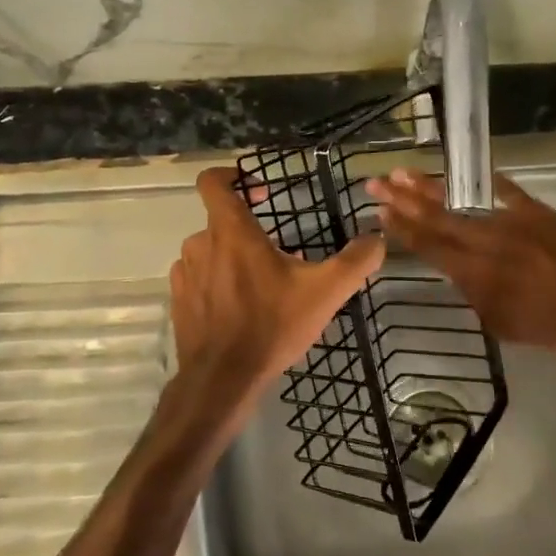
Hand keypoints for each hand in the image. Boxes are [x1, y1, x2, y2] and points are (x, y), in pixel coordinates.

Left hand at [165, 167, 384, 443]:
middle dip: (248, 231)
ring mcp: (185, 273)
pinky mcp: (178, 300)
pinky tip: (236, 307)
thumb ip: (356, 261)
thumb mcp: (325, 292)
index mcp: (232, 231)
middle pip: (220, 220)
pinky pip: (196, 278)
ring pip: (208, 250)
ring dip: (230, 258)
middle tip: (277, 255)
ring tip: (259, 284)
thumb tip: (377, 238)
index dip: (233, 176)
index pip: (213, 181)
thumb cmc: (272, 325)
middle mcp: (201, 244)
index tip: (260, 191)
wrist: (222, 379)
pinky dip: (214, 282)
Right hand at [365, 168, 555, 350]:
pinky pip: (508, 192)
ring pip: (462, 201)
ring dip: (431, 187)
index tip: (380, 212)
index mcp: (473, 271)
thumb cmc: (555, 325)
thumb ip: (478, 299)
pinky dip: (490, 182)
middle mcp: (484, 240)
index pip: (428, 245)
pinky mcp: (536, 212)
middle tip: (375, 182)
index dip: (401, 228)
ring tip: (404, 172)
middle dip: (402, 199)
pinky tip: (474, 171)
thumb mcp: (505, 326)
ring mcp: (509, 222)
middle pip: (435, 217)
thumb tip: (463, 279)